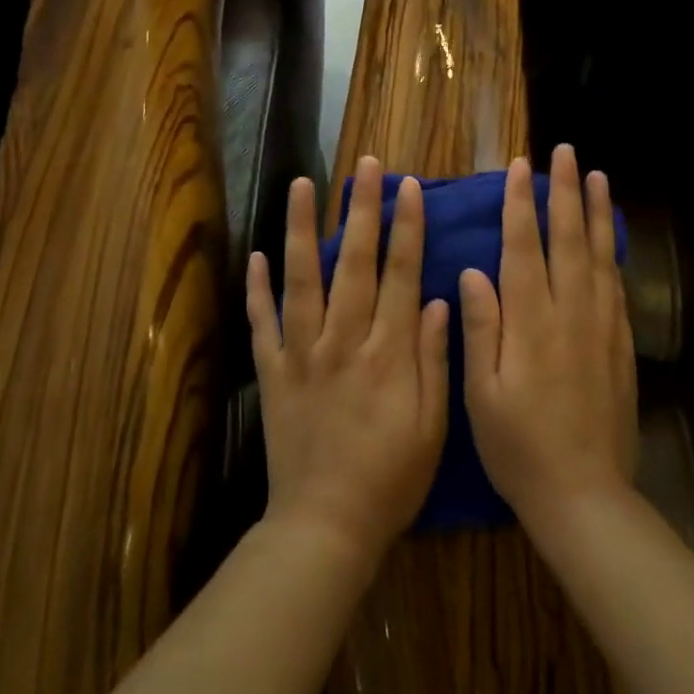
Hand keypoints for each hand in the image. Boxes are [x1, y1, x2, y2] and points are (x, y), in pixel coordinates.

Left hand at [245, 155, 449, 570]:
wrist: (325, 526)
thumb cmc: (390, 478)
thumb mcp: (432, 426)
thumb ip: (433, 358)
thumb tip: (436, 299)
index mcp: (388, 352)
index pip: (401, 275)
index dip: (408, 228)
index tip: (411, 187)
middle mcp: (344, 340)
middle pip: (355, 263)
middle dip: (362, 210)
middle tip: (364, 167)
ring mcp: (302, 353)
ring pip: (303, 279)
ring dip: (304, 229)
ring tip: (302, 186)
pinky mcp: (272, 373)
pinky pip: (262, 323)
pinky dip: (257, 288)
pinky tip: (257, 254)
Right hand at [460, 146, 638, 540]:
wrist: (584, 495)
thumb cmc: (518, 447)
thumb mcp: (481, 394)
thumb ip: (480, 328)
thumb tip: (474, 271)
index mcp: (530, 322)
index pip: (524, 247)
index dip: (521, 204)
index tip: (521, 168)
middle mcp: (569, 313)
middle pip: (568, 239)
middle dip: (565, 192)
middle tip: (566, 153)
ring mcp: (601, 327)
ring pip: (598, 255)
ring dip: (596, 212)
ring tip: (598, 177)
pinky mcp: (620, 345)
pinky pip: (616, 286)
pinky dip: (612, 253)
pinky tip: (610, 238)